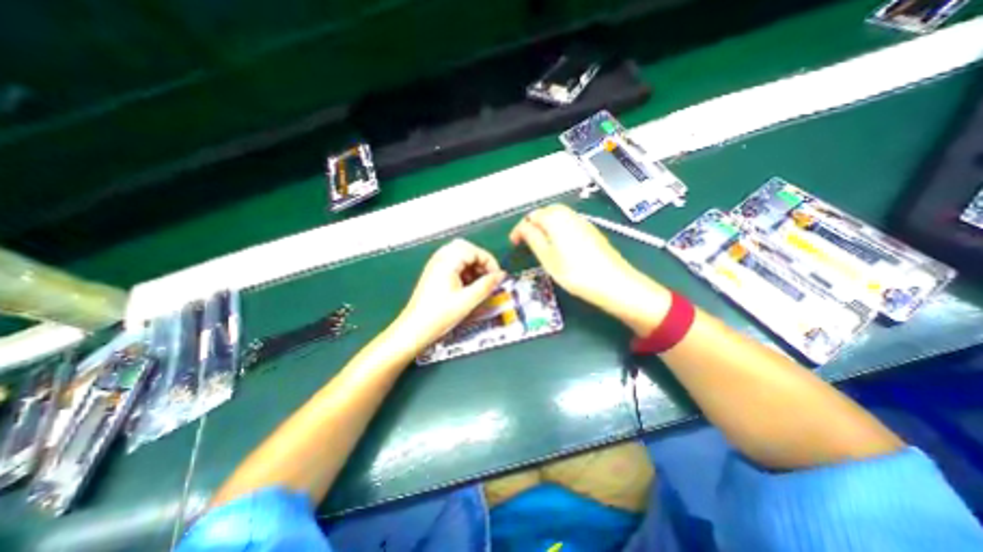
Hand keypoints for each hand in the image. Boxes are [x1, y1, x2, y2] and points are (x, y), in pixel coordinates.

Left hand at [397, 238, 510, 348]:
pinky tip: (468, 286)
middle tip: (488, 276)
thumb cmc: (439, 315)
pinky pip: (453, 263)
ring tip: (479, 282)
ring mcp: (435, 265)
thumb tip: (501, 275)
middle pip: (465, 248)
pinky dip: (464, 271)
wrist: (414, 329)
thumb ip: (486, 285)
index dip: (489, 261)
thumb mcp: (468, 300)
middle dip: (480, 260)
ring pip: (459, 255)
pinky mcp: (434, 273)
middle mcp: (440, 259)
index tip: (496, 276)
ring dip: (472, 266)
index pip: (474, 250)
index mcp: (447, 262)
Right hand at [512, 205, 672, 333]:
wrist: (613, 283)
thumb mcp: (547, 258)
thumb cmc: (575, 273)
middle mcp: (569, 215)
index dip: (520, 229)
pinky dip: (558, 228)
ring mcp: (583, 222)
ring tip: (540, 243)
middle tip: (526, 240)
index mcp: (555, 220)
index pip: (531, 217)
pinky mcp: (591, 231)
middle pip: (546, 211)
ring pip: (559, 215)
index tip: (513, 243)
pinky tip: (559, 244)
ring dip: (546, 225)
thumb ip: (533, 239)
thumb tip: (524, 228)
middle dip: (533, 223)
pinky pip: (569, 222)